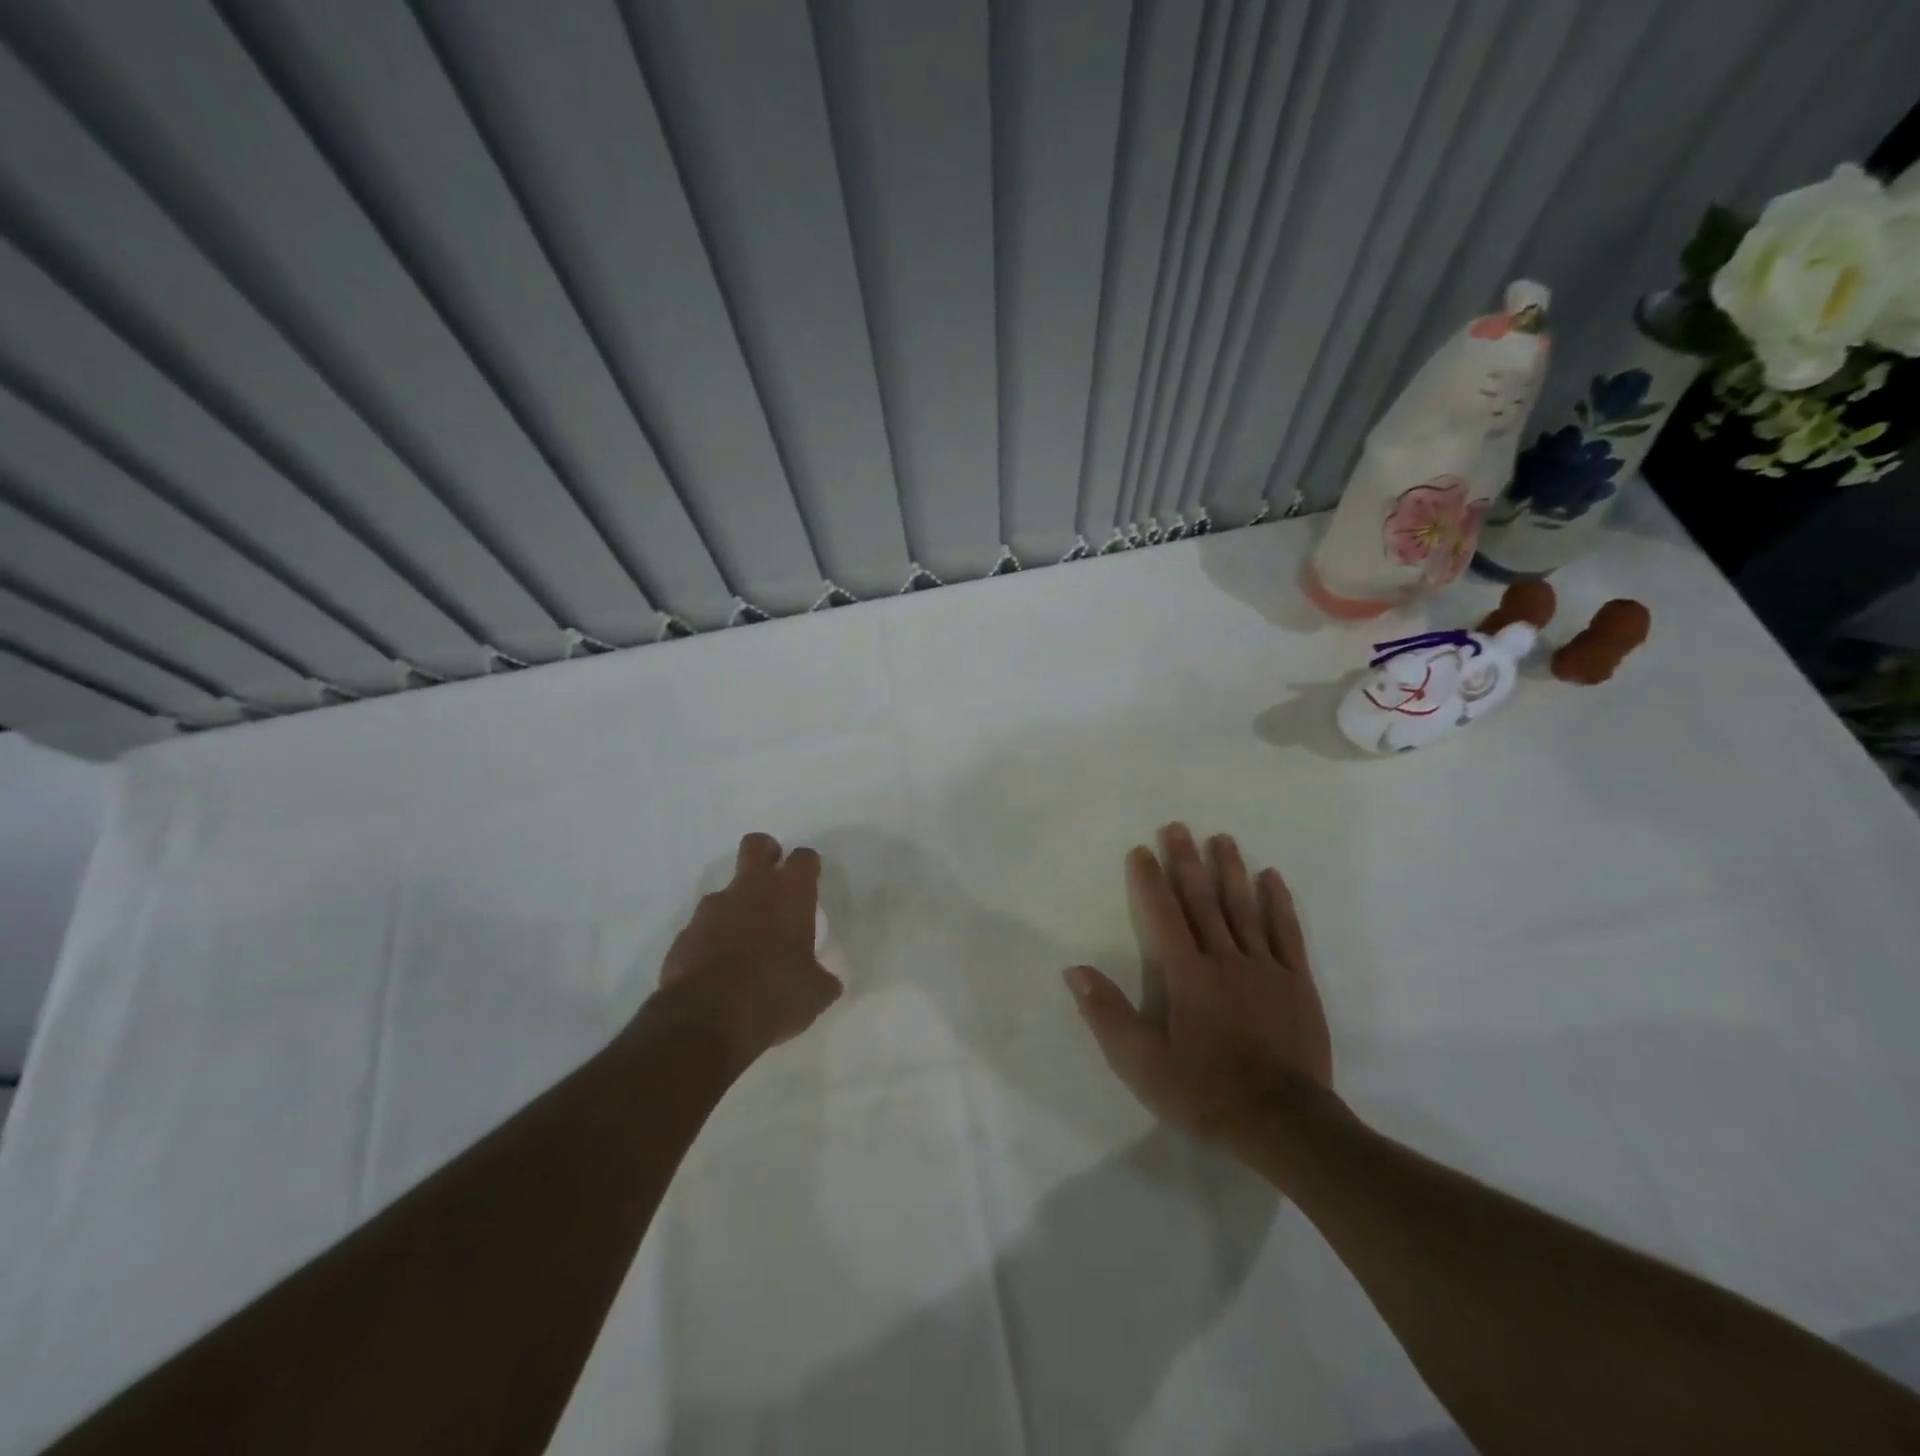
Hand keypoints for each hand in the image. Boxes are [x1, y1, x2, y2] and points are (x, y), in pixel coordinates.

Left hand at [653, 833, 842, 1069]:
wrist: (706, 1019)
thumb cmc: (774, 995)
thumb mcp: (814, 994)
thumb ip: (822, 978)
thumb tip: (826, 981)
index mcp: (790, 894)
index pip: (804, 859)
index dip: (808, 866)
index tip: (810, 881)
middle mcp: (751, 889)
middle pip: (757, 845)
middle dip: (767, 854)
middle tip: (774, 880)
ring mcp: (712, 908)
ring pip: (726, 889)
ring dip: (737, 905)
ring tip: (746, 942)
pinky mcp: (685, 933)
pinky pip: (703, 926)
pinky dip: (713, 937)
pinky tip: (719, 967)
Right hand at [1065, 824, 1333, 1153]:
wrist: (1284, 1123)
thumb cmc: (1206, 1092)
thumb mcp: (1144, 1064)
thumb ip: (1108, 1014)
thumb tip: (1075, 970)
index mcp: (1187, 976)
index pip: (1163, 916)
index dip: (1149, 880)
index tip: (1140, 849)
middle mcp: (1225, 959)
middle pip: (1202, 901)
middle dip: (1186, 861)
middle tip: (1177, 827)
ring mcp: (1265, 968)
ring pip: (1244, 908)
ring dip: (1230, 870)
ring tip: (1221, 838)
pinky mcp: (1297, 983)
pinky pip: (1287, 933)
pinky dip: (1278, 903)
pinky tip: (1271, 877)